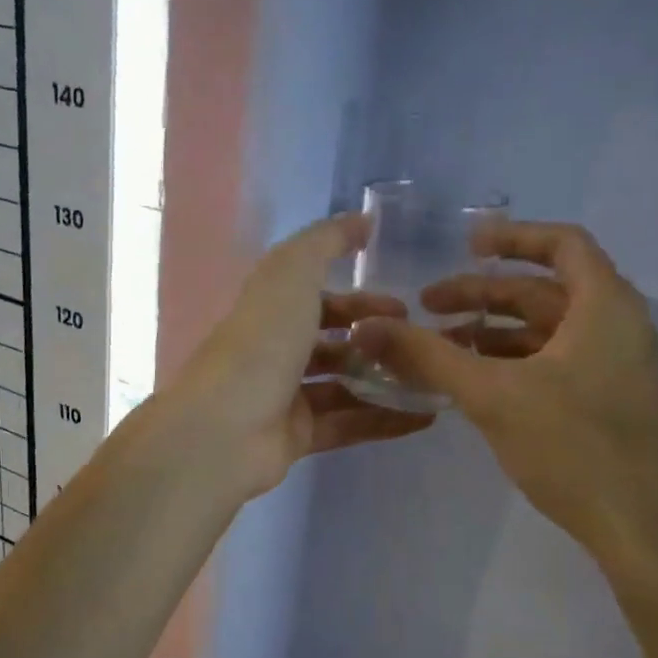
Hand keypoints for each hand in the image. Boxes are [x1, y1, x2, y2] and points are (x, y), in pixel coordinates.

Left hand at [166, 213, 433, 499]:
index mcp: (270, 310)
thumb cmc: (261, 344)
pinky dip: (384, 421)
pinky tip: (425, 417)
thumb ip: (326, 241)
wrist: (225, 428)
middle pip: (333, 343)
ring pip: (344, 385)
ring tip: (431, 381)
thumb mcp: (291, 274)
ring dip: (384, 381)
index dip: (360, 299)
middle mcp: (276, 352)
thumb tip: (362, 220)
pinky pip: (348, 425)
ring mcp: (285, 397)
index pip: (319, 298)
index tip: (404, 305)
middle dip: (376, 341)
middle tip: (419, 346)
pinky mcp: (297, 437)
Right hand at [351, 220, 657, 575]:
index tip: (466, 245)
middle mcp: (617, 326)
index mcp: (604, 306)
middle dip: (484, 295)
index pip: (562, 244)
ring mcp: (616, 366)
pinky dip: (514, 362)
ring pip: (547, 331)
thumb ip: (428, 357)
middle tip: (429, 307)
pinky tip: (476, 383)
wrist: (641, 527)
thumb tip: (367, 326)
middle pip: (545, 291)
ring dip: (494, 332)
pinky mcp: (609, 402)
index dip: (512, 237)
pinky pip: (555, 363)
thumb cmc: (573, 447)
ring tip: (442, 347)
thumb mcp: (492, 395)